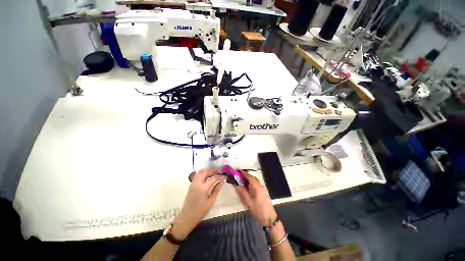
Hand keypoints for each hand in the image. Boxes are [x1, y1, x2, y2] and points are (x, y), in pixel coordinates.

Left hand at [172, 169, 225, 239]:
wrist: (187, 217)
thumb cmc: (200, 211)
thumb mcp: (211, 201)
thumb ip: (216, 190)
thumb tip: (222, 182)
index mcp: (203, 188)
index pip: (213, 178)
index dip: (220, 176)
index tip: (225, 176)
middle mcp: (197, 183)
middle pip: (205, 171)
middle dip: (213, 170)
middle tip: (219, 172)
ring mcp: (193, 183)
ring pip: (200, 172)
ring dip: (207, 170)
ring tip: (213, 173)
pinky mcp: (191, 185)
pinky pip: (197, 175)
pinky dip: (203, 173)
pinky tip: (207, 176)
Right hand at [234, 170, 276, 225]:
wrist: (269, 219)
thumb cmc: (258, 211)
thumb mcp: (248, 202)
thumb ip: (242, 192)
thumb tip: (236, 184)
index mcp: (257, 187)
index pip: (250, 177)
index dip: (244, 173)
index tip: (238, 170)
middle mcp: (260, 186)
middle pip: (252, 177)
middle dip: (245, 175)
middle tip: (238, 174)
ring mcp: (263, 188)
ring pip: (254, 180)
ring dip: (248, 178)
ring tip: (241, 179)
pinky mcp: (263, 192)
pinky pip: (256, 184)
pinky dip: (251, 182)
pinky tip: (247, 185)